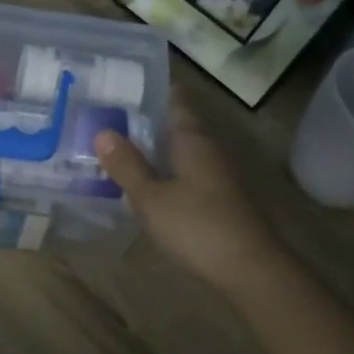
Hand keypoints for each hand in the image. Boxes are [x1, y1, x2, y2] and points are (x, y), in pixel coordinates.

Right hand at [95, 94, 278, 295]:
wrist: (250, 271)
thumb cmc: (197, 226)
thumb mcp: (151, 197)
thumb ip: (127, 165)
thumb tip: (102, 131)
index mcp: (192, 139)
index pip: (175, 99)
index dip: (151, 88)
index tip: (121, 83)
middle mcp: (207, 149)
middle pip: (175, 125)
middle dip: (144, 119)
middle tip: (105, 115)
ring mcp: (216, 175)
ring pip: (179, 150)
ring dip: (151, 147)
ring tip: (115, 146)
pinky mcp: (217, 199)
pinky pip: (183, 173)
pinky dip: (162, 170)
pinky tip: (142, 182)